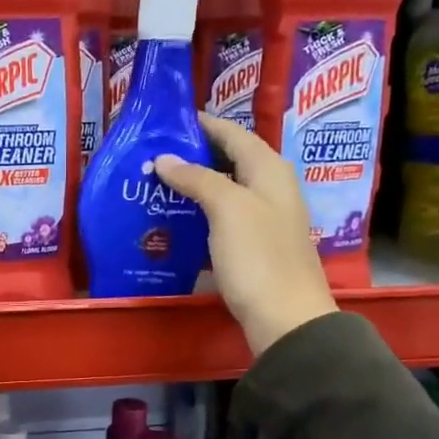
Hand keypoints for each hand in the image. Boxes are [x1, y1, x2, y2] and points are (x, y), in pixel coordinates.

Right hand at [155, 113, 336, 356]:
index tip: (167, 121)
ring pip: (225, 189)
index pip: (233, 133)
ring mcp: (264, 218)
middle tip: (153, 154)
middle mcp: (270, 188)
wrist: (285, 317)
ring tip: (156, 183)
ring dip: (194, 184)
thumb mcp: (227, 209)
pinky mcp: (254, 246)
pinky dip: (200, 212)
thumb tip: (165, 158)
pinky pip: (223, 217)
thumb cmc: (258, 256)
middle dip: (194, 154)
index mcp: (269, 169)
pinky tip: (175, 219)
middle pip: (230, 159)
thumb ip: (197, 178)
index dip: (203, 124)